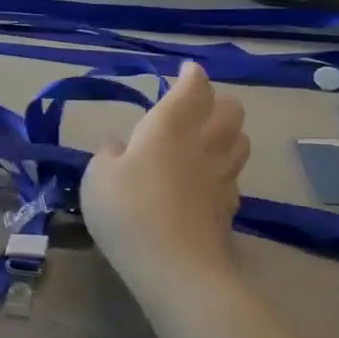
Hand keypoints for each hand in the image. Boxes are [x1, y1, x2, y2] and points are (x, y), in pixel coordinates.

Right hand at [81, 62, 248, 290]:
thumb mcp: (97, 177)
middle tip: (199, 106)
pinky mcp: (229, 208)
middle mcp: (203, 143)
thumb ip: (108, 155)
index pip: (193, 88)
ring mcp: (222, 177)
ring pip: (241, 141)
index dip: (191, 75)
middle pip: (230, 110)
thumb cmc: (128, 211)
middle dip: (218, 101)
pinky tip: (210, 180)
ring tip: (211, 139)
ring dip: (229, 133)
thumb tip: (119, 147)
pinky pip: (234, 177)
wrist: (174, 267)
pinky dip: (226, 170)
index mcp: (170, 126)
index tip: (186, 70)